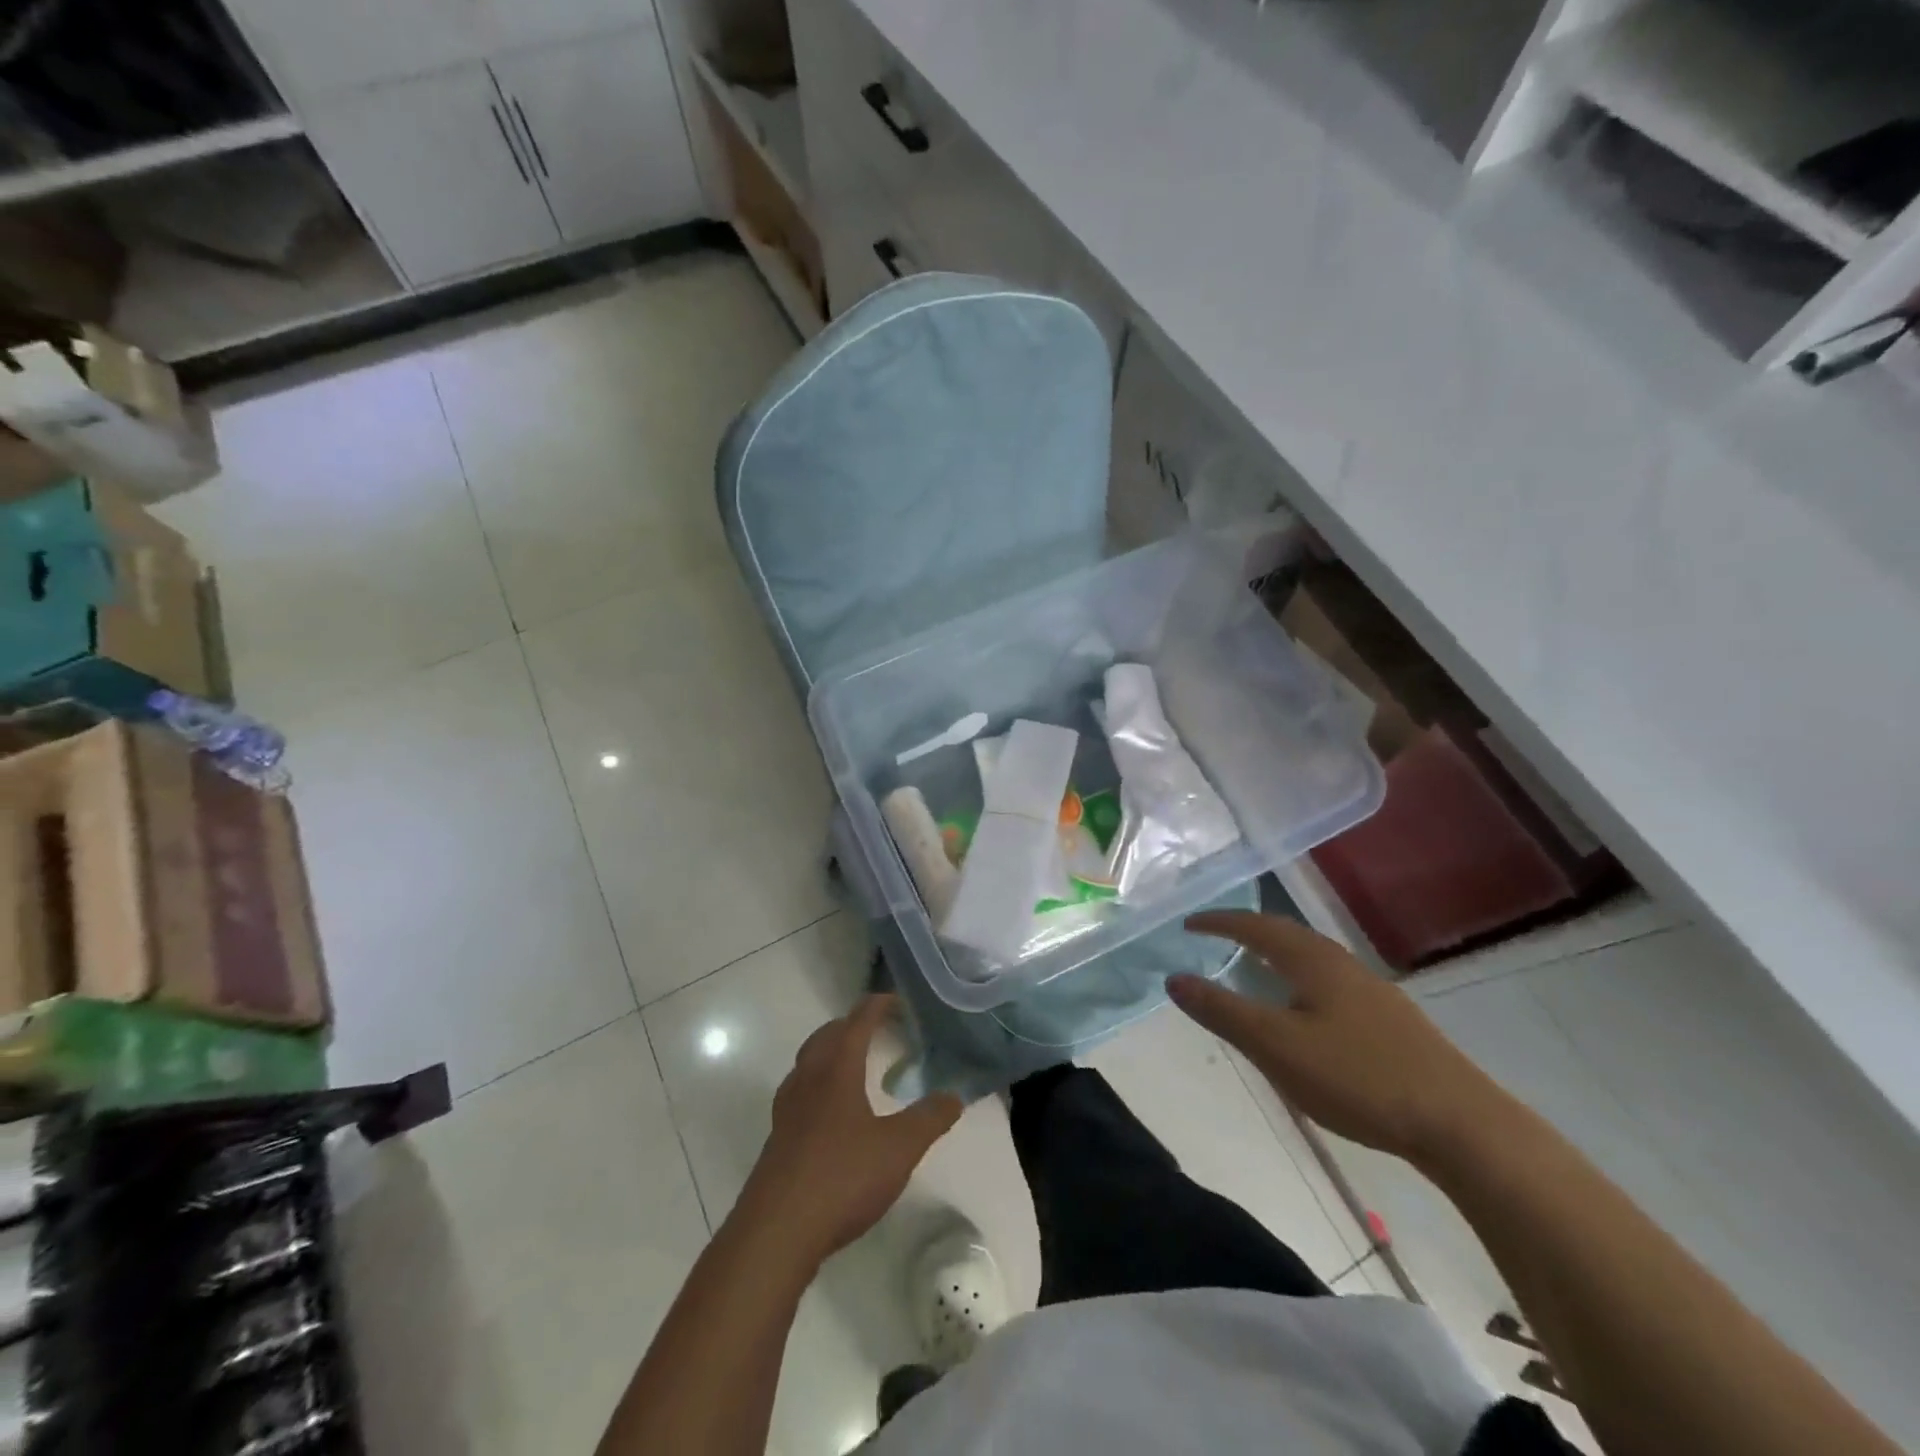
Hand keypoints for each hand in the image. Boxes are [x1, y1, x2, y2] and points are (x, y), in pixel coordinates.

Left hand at [736, 995, 962, 1265]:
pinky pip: (800, 1092)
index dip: (879, 1006)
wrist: (776, 1233)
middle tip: (880, 1031)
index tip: (900, 1003)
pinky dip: (819, 1084)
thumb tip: (955, 1095)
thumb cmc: (841, 1178)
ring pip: (808, 1062)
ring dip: (832, 1052)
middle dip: (853, 1025)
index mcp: (837, 1070)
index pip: (858, 1021)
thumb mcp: (899, 1149)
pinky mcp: (778, 1138)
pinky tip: (833, 1113)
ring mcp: (787, 1109)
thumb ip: (930, 1119)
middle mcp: (808, 1079)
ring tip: (856, 1066)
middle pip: (827, 1035)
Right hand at [1171, 911, 1511, 1165]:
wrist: (1460, 1123)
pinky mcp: (1391, 1019)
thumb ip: (1222, 1011)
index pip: (1255, 927)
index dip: (1219, 922)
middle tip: (1215, 936)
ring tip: (1253, 966)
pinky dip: (1299, 979)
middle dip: (1247, 931)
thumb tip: (1174, 978)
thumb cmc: (1358, 1077)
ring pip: (1311, 958)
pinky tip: (1304, 1009)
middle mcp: (1342, 963)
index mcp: (1312, 961)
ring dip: (1276, 954)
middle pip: (1286, 934)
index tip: (1189, 924)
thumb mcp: (1276, 1046)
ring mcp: (1371, 990)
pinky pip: (1329, 981)